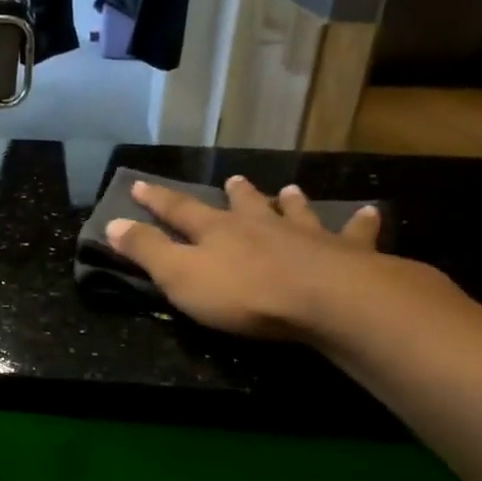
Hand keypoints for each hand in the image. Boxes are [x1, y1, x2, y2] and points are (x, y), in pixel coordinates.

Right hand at [104, 178, 382, 338]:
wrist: (328, 301)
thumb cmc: (245, 293)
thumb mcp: (180, 276)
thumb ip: (147, 251)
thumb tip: (111, 224)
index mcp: (217, 231)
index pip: (179, 210)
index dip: (156, 199)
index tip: (139, 184)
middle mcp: (260, 225)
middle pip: (243, 205)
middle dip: (234, 194)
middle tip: (232, 179)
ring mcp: (306, 236)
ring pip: (294, 213)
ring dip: (289, 202)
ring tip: (289, 190)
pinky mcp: (348, 254)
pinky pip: (355, 234)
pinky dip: (360, 223)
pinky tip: (369, 212)